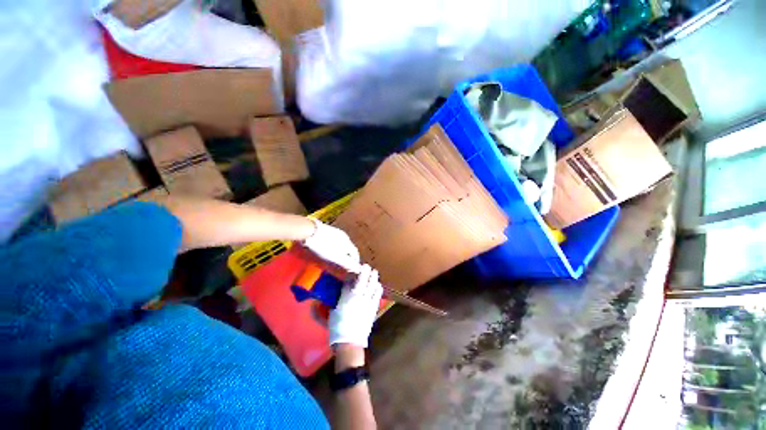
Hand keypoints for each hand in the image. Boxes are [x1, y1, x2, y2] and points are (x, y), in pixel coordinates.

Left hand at [301, 219, 360, 272]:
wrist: (308, 230)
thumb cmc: (323, 246)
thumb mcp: (336, 258)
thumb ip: (348, 264)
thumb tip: (359, 269)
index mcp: (348, 242)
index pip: (355, 253)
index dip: (355, 262)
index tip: (352, 269)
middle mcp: (344, 236)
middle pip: (348, 248)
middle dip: (347, 257)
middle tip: (342, 265)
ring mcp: (335, 231)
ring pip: (340, 244)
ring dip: (339, 251)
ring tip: (333, 258)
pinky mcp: (326, 230)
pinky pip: (332, 240)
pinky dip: (332, 246)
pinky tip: (325, 249)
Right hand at [328, 264, 382, 347]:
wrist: (350, 342)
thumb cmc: (338, 326)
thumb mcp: (333, 310)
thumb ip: (335, 299)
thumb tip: (332, 293)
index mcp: (348, 295)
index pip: (352, 278)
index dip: (355, 271)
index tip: (355, 267)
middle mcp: (360, 294)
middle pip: (366, 277)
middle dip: (366, 270)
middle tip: (366, 267)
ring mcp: (369, 300)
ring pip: (374, 282)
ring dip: (374, 277)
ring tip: (373, 274)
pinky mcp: (374, 306)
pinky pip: (378, 293)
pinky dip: (378, 287)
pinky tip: (377, 286)